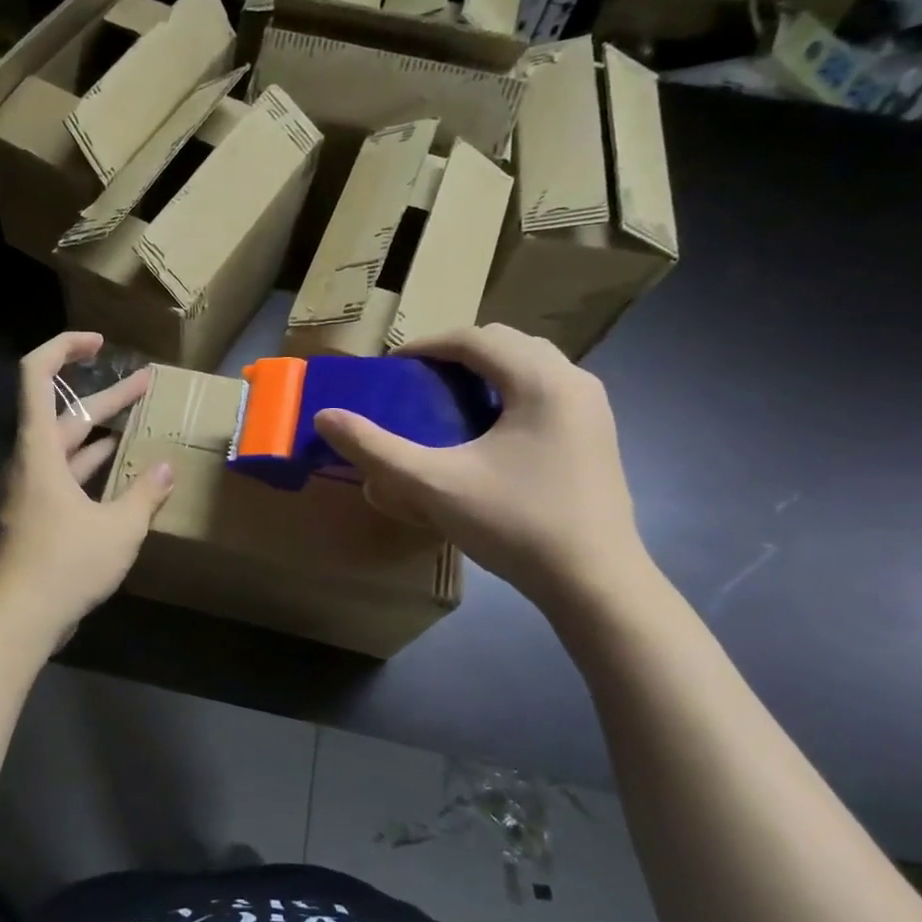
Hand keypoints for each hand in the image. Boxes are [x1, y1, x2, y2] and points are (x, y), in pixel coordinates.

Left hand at [0, 332, 174, 637]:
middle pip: (65, 412)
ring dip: (102, 431)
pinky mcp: (41, 516)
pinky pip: (69, 476)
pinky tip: (123, 470)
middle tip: (147, 382)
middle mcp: (32, 461)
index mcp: (40, 449)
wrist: (17, 620)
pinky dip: (94, 466)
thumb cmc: (64, 564)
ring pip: (69, 446)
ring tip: (141, 420)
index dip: (64, 348)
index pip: (36, 375)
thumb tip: (165, 467)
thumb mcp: (118, 528)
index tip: (100, 344)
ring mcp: (34, 490)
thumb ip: (145, 493)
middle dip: (107, 395)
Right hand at [312, 325, 650, 611]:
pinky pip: (548, 388)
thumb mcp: (433, 485)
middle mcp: (574, 381)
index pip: (475, 338)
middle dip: (457, 352)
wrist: (595, 583)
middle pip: (506, 342)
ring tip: (451, 397)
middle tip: (418, 380)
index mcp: (540, 381)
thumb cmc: (515, 525)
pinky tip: (490, 427)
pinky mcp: (597, 434)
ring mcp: (592, 408)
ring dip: (487, 368)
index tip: (391, 367)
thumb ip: (375, 448)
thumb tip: (324, 416)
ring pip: (532, 363)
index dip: (427, 345)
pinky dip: (512, 389)